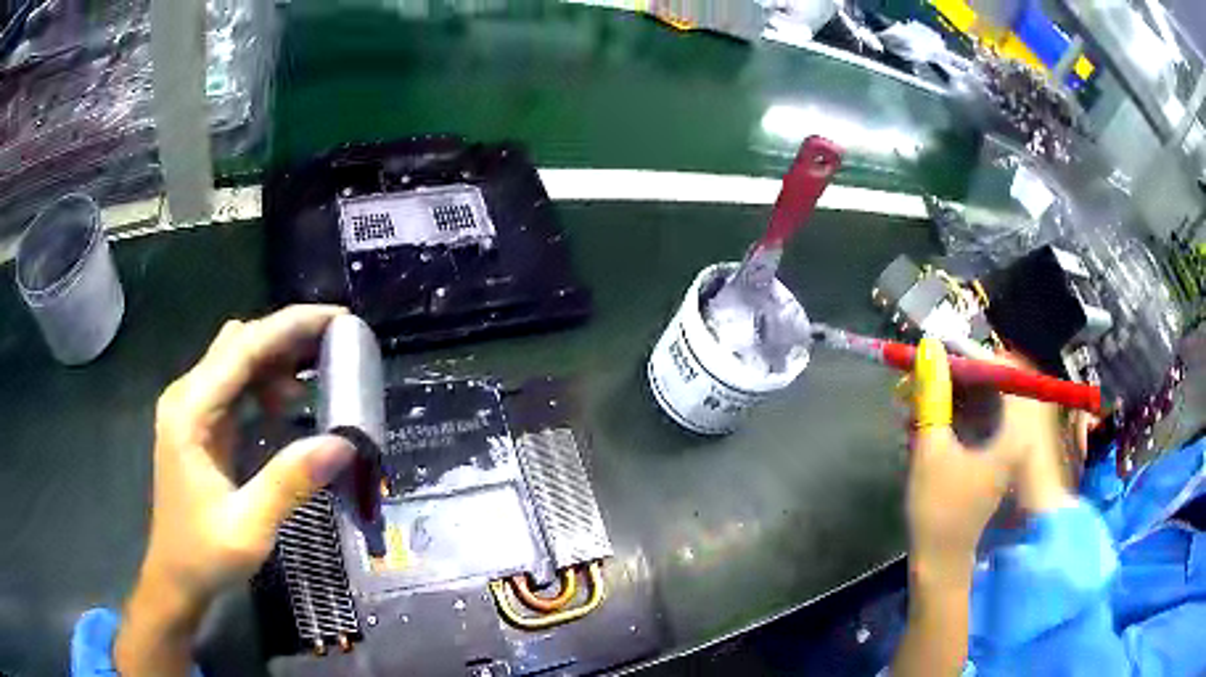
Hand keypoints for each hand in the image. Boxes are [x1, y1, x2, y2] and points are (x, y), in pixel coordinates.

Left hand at [115, 305, 356, 675]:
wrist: (176, 577)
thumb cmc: (204, 555)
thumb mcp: (248, 528)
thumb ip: (289, 483)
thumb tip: (342, 443)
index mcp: (190, 412)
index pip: (244, 347)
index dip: (291, 326)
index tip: (339, 320)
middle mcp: (187, 396)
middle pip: (240, 343)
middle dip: (288, 339)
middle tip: (337, 350)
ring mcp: (192, 409)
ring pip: (238, 360)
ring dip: (278, 361)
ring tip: (320, 379)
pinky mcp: (201, 424)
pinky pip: (236, 386)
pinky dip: (266, 384)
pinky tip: (289, 406)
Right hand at [906, 339, 1013, 581]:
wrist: (941, 562)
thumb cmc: (939, 510)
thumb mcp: (931, 448)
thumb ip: (932, 395)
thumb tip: (928, 349)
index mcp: (1015, 430)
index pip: (999, 369)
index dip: (965, 354)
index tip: (935, 352)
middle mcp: (1019, 431)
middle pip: (990, 383)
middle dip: (952, 377)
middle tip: (919, 378)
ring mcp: (1008, 444)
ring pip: (981, 401)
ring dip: (949, 397)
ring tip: (915, 400)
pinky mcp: (996, 455)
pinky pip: (978, 419)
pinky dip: (953, 416)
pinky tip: (926, 421)